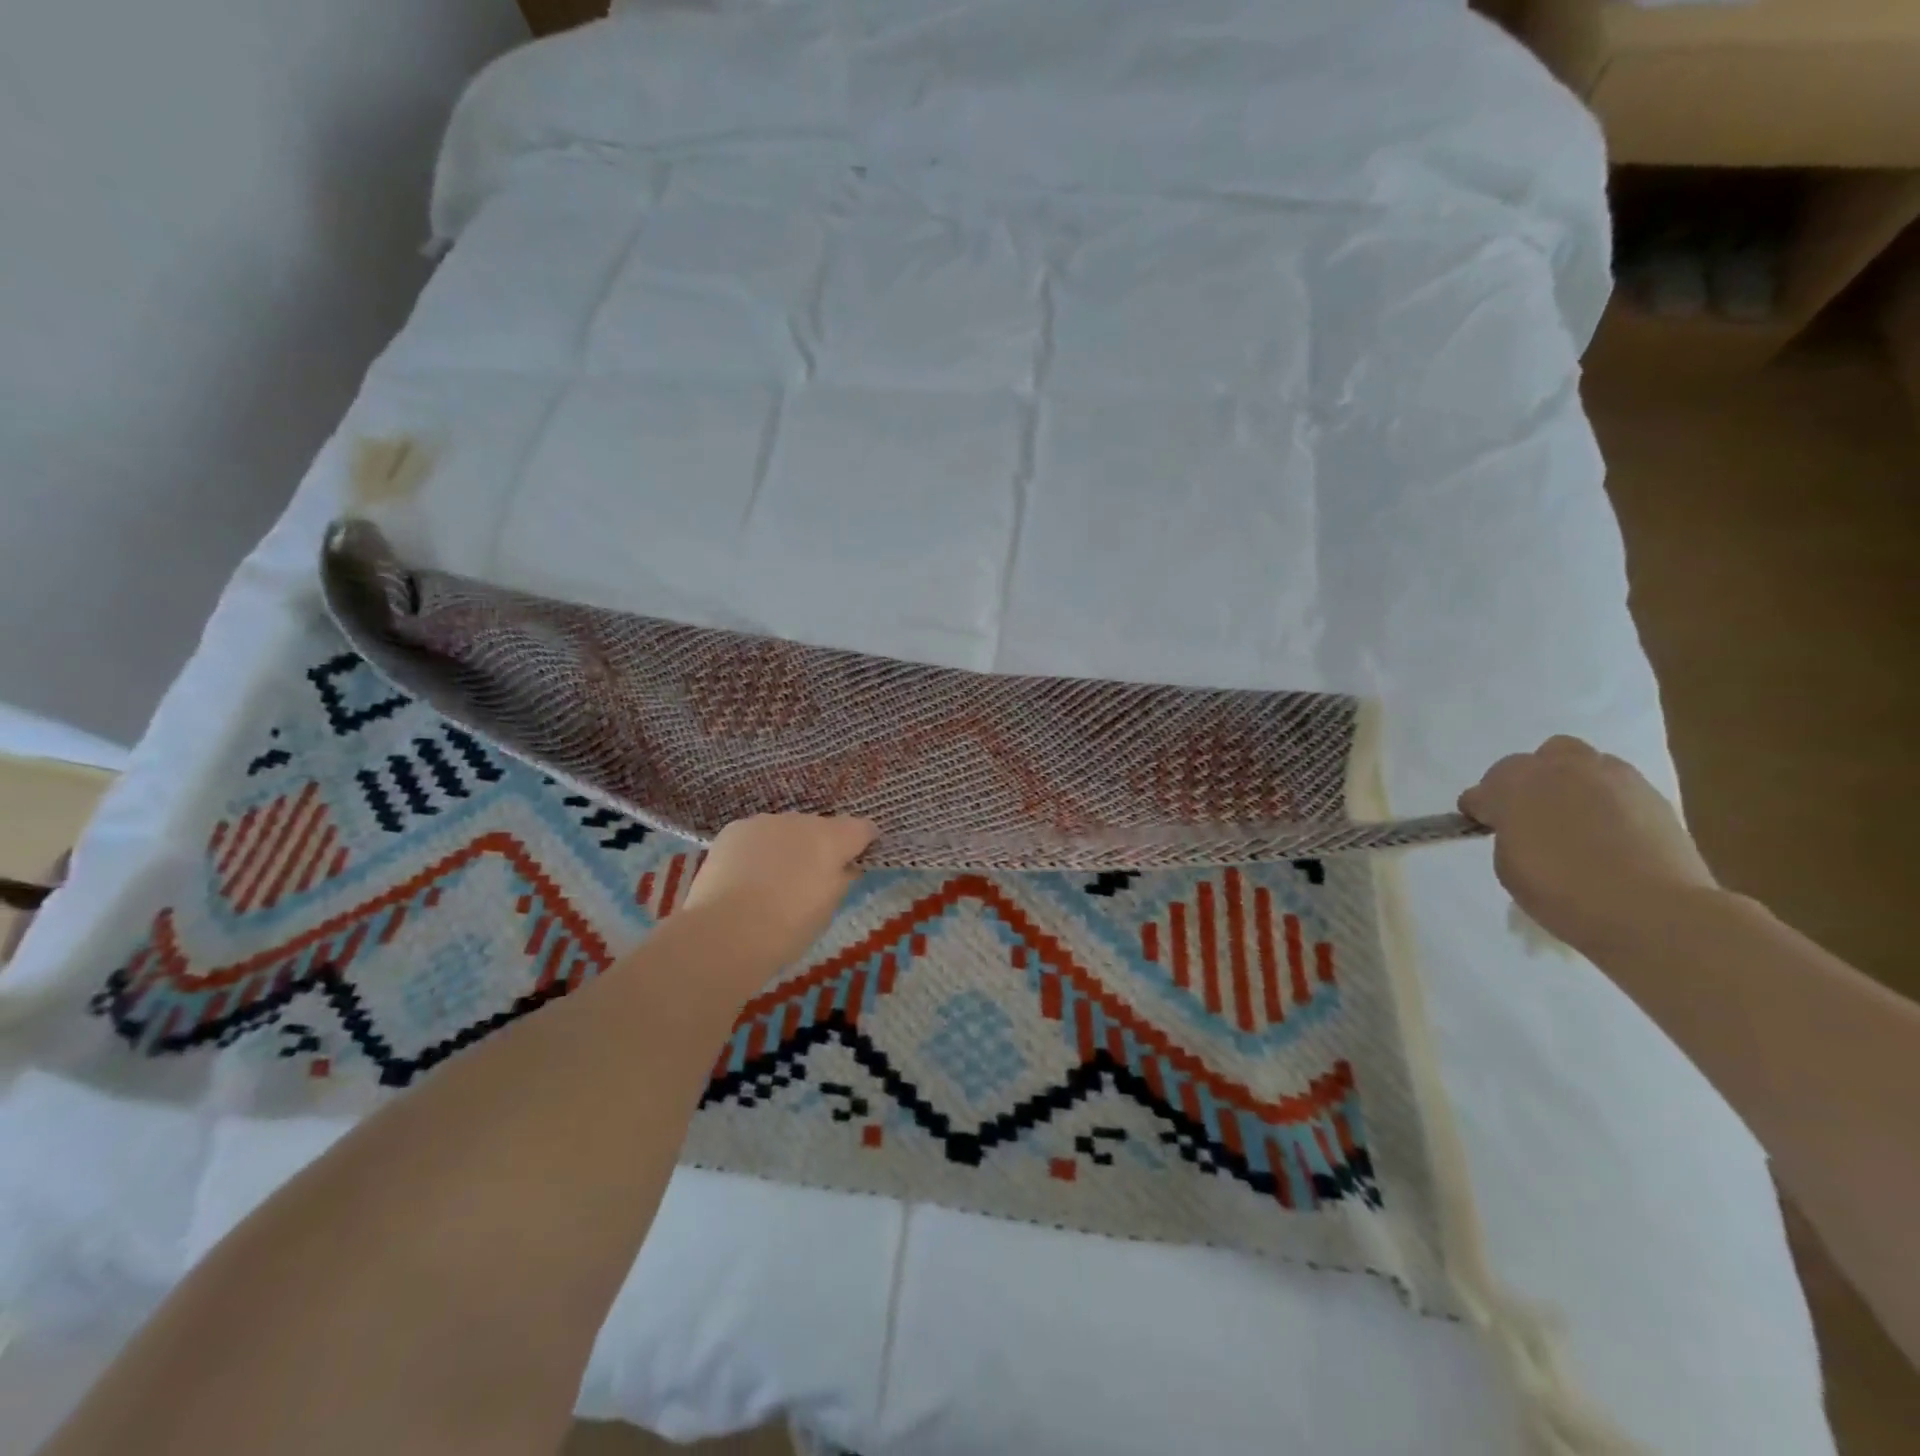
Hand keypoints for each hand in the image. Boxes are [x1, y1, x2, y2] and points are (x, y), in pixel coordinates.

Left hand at [679, 814, 877, 968]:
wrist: (726, 933)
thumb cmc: (788, 928)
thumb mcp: (828, 908)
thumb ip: (842, 879)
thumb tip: (845, 867)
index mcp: (833, 839)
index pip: (863, 828)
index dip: (863, 844)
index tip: (856, 862)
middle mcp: (802, 821)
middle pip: (821, 827)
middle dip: (820, 847)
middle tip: (809, 880)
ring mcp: (765, 822)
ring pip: (786, 830)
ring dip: (787, 846)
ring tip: (772, 880)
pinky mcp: (734, 829)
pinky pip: (756, 835)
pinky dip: (757, 850)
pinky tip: (745, 877)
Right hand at [1459, 736, 1717, 957]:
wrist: (1651, 908)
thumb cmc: (1562, 891)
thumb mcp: (1509, 868)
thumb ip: (1509, 835)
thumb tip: (1521, 828)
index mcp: (1511, 786)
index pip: (1481, 791)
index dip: (1482, 812)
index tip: (1488, 830)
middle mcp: (1556, 769)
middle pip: (1532, 762)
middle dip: (1527, 784)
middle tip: (1531, 817)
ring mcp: (1608, 776)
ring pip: (1579, 762)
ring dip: (1569, 783)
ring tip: (1576, 818)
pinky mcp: (1650, 792)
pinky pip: (1616, 784)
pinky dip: (1607, 799)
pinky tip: (1612, 830)